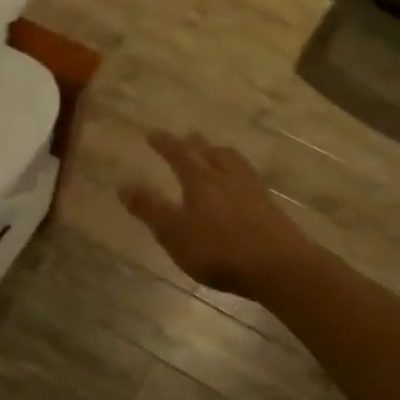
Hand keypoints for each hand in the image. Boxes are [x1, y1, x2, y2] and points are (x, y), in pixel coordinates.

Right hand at [120, 131, 310, 299]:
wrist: (277, 266)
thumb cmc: (217, 250)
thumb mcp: (174, 232)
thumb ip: (149, 209)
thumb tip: (123, 183)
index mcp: (200, 181)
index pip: (179, 154)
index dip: (165, 144)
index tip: (153, 133)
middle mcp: (227, 177)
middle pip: (210, 153)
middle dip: (195, 144)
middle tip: (187, 137)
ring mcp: (252, 190)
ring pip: (234, 162)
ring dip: (221, 153)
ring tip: (216, 151)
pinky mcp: (269, 207)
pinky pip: (249, 178)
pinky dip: (239, 172)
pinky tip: (242, 183)